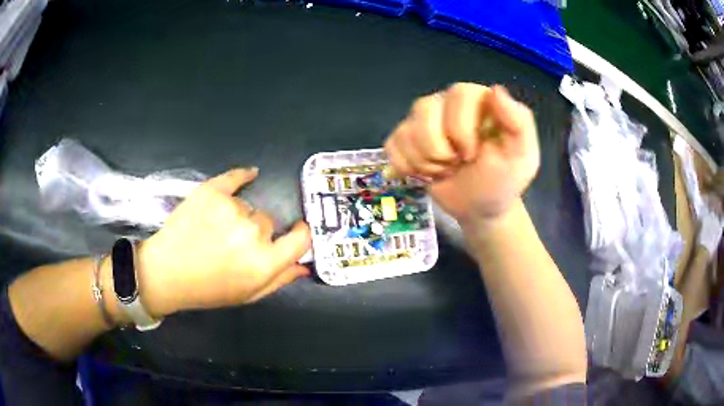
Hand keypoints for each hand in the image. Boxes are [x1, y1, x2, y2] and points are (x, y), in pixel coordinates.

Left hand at [137, 168, 311, 316]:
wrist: (166, 272)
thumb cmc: (208, 289)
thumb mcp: (248, 294)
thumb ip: (280, 279)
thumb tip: (304, 265)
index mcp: (264, 262)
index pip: (300, 239)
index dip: (301, 233)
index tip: (296, 231)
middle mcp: (252, 233)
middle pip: (268, 221)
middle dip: (257, 231)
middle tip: (234, 242)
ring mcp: (231, 208)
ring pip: (248, 206)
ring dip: (239, 214)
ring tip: (215, 228)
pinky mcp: (212, 191)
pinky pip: (236, 177)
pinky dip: (243, 176)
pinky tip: (250, 175)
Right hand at [384, 83, 539, 227]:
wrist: (479, 208)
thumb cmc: (502, 181)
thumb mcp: (522, 156)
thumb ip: (519, 122)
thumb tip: (496, 89)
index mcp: (477, 100)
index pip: (457, 94)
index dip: (460, 129)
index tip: (472, 155)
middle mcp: (447, 102)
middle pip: (424, 109)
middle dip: (440, 149)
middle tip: (458, 164)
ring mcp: (423, 120)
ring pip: (406, 129)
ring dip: (424, 161)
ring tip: (445, 170)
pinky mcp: (405, 139)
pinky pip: (392, 145)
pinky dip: (407, 167)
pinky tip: (426, 172)